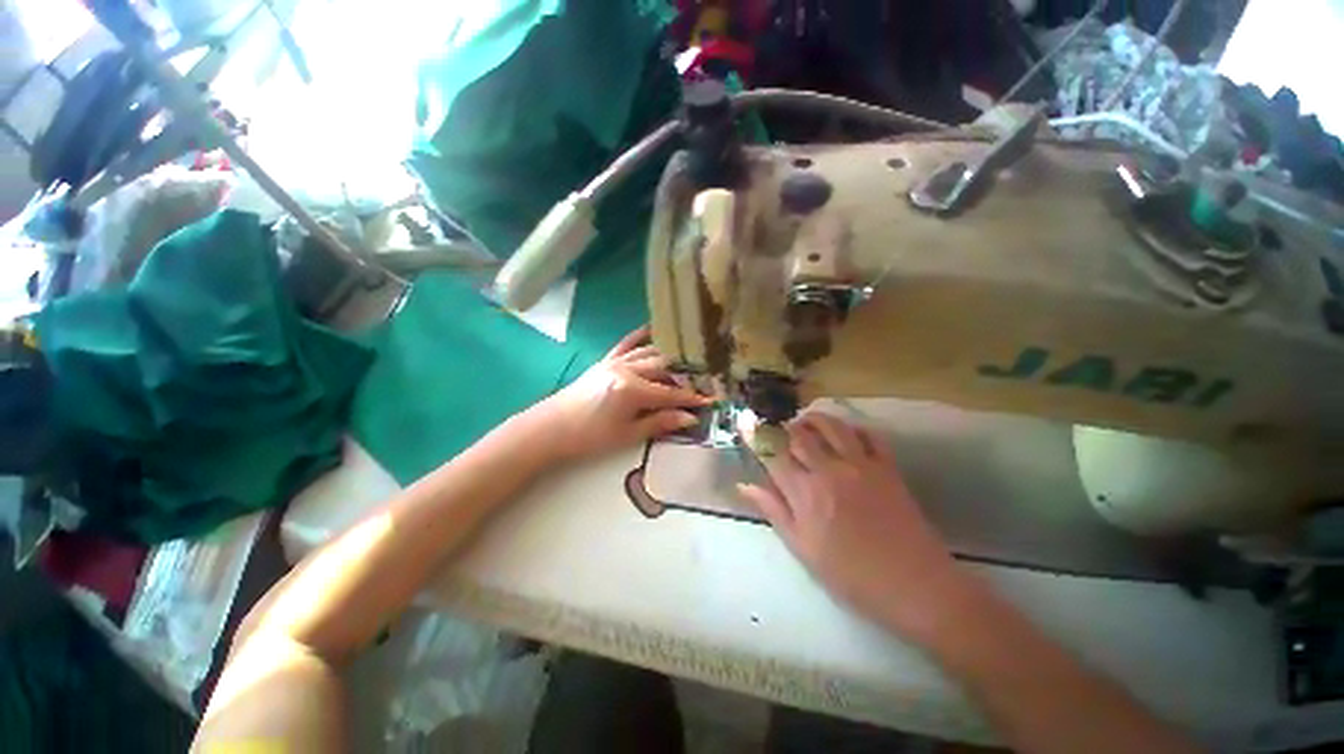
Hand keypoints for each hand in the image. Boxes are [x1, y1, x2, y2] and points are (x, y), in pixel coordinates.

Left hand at [530, 328, 711, 461]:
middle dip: (686, 375)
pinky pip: (626, 343)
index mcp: (633, 390)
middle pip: (664, 368)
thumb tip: (690, 418)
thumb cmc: (590, 437)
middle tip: (703, 381)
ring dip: (669, 358)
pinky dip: (641, 337)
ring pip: (650, 353)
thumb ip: (660, 422)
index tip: (712, 399)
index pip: (671, 392)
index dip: (692, 397)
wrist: (551, 428)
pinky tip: (652, 329)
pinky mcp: (606, 360)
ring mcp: (615, 361)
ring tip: (687, 363)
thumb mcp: (627, 434)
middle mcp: (627, 369)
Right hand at [739, 412, 982, 639]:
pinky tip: (846, 434)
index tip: (748, 428)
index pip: (773, 454)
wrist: (915, 586)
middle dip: (783, 428)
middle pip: (799, 434)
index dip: (757, 438)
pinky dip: (853, 428)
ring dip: (814, 419)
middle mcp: (830, 469)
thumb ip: (774, 510)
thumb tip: (745, 485)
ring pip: (832, 426)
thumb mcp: (803, 549)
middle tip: (777, 431)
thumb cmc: (851, 575)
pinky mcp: (887, 468)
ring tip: (805, 424)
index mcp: (805, 492)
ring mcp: (861, 465)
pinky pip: (869, 435)